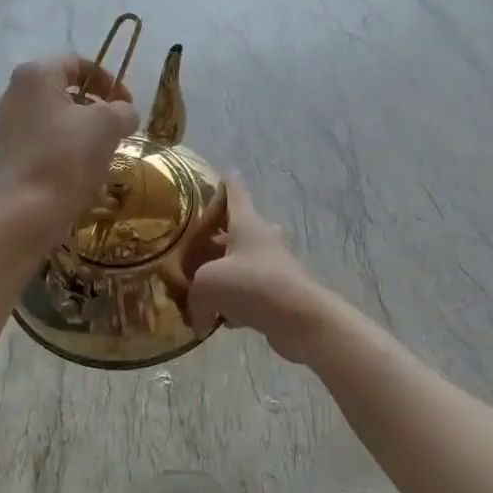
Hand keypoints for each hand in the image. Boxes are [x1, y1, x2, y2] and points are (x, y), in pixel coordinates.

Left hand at [0, 56, 139, 246]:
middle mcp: (17, 94)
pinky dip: (70, 152)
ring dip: (87, 133)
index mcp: (35, 75)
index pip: (77, 63)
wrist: (28, 213)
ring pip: (60, 119)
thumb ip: (123, 110)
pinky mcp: (12, 154)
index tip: (127, 104)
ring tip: (106, 154)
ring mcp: (10, 126)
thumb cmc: (68, 157)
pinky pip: (48, 143)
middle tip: (119, 128)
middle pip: (67, 91)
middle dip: (98, 109)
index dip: (108, 79)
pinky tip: (87, 176)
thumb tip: (124, 114)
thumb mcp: (108, 125)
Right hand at [185, 176, 338, 363]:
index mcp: (246, 222)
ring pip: (244, 261)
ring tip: (202, 287)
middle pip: (239, 228)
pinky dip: (237, 301)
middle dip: (219, 235)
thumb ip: (193, 295)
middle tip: (197, 245)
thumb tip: (199, 317)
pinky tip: (223, 320)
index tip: (224, 172)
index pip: (235, 192)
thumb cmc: (251, 285)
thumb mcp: (207, 284)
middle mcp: (263, 238)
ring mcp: (275, 265)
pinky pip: (251, 291)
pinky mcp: (280, 292)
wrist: (299, 318)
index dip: (227, 182)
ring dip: (226, 271)